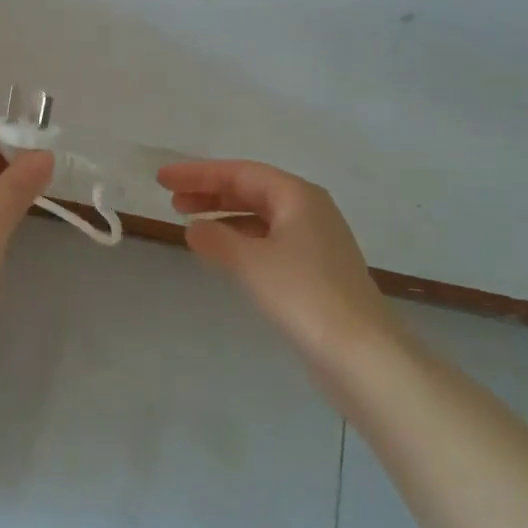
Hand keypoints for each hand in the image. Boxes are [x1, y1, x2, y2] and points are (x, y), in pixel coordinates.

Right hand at [158, 159, 389, 357]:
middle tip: (171, 199)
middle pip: (251, 190)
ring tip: (189, 224)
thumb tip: (194, 228)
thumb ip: (217, 240)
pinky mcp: (315, 271)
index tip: (163, 178)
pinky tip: (222, 253)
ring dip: (223, 216)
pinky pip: (268, 240)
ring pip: (259, 216)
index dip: (198, 174)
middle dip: (209, 192)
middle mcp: (309, 210)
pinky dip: (241, 240)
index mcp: (298, 195)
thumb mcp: (252, 262)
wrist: (363, 354)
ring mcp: (315, 241)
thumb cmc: (305, 295)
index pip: (239, 172)